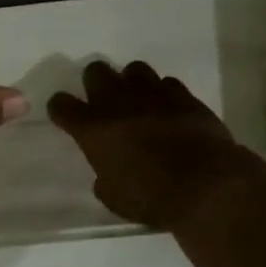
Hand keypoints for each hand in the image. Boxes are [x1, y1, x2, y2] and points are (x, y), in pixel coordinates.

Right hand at [48, 60, 252, 228]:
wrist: (205, 186)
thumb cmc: (150, 197)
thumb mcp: (112, 197)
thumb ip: (104, 177)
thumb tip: (109, 171)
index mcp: (92, 129)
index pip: (61, 104)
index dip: (60, 109)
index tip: (65, 117)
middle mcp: (118, 103)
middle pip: (96, 71)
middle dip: (95, 84)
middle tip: (103, 104)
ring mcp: (154, 95)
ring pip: (134, 69)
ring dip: (131, 83)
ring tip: (138, 102)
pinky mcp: (185, 97)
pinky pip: (167, 84)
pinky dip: (163, 94)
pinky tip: (168, 111)